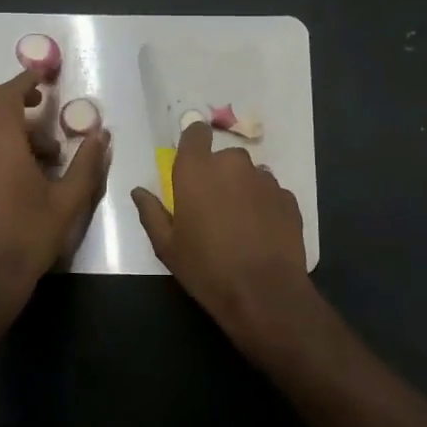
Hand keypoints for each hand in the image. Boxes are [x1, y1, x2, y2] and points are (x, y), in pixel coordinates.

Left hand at [0, 68, 110, 309]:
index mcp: (0, 146)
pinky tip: (27, 167)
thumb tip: (101, 135)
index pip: (6, 97)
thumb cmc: (30, 236)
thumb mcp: (69, 201)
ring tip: (44, 150)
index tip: (44, 75)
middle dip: (5, 93)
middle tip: (36, 104)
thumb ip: (86, 163)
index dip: (24, 81)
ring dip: (4, 120)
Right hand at [131, 121, 309, 335]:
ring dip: (243, 190)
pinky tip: (261, 233)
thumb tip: (139, 192)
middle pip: (224, 157)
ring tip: (240, 224)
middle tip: (214, 207)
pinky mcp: (287, 197)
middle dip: (219, 175)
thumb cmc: (207, 268)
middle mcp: (232, 164)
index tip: (192, 163)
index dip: (194, 142)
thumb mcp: (167, 247)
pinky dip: (264, 205)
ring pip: (249, 174)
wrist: (264, 293)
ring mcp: (264, 179)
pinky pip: (270, 192)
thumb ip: (151, 213)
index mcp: (196, 170)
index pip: (196, 132)